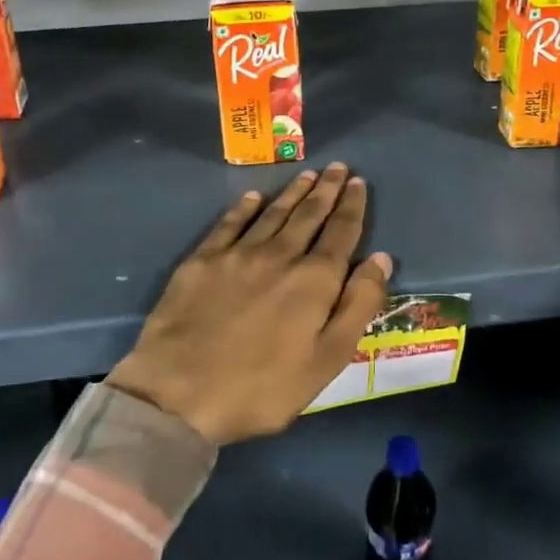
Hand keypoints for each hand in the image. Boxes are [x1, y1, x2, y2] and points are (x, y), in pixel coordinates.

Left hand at [106, 164, 391, 444]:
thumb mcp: (327, 359)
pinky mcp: (202, 261)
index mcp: (314, 280)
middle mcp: (279, 255)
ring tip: (308, 174)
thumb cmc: (262, 387)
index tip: (359, 183)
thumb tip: (380, 258)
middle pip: (308, 215)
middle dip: (326, 190)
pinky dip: (244, 207)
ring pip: (272, 213)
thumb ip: (358, 306)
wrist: (179, 393)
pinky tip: (253, 197)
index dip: (352, 206)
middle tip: (338, 167)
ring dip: (293, 192)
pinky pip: (229, 223)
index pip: (341, 233)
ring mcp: (237, 254)